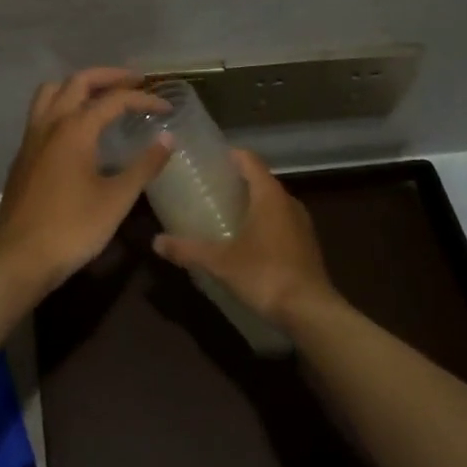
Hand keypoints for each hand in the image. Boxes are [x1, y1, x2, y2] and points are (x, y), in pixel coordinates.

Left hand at [0, 68, 171, 297]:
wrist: (21, 258)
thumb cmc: (74, 228)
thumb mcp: (117, 199)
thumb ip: (144, 166)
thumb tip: (167, 139)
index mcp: (75, 129)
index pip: (113, 100)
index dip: (143, 99)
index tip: (166, 107)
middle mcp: (50, 124)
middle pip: (78, 82)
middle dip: (108, 77)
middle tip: (135, 82)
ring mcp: (31, 139)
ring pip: (51, 93)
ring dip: (78, 86)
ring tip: (102, 96)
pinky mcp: (22, 156)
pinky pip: (41, 114)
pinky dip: (62, 106)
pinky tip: (76, 130)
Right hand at [152, 149, 338, 330]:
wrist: (310, 311)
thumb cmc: (265, 274)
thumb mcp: (220, 262)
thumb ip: (187, 249)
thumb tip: (155, 242)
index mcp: (270, 196)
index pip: (250, 161)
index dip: (231, 155)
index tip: (210, 157)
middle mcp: (289, 203)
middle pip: (261, 181)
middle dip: (237, 181)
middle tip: (209, 187)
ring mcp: (301, 225)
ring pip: (272, 203)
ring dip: (251, 203)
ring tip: (223, 212)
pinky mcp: (306, 246)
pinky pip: (280, 223)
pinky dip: (263, 223)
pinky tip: (245, 240)